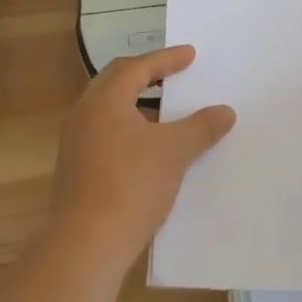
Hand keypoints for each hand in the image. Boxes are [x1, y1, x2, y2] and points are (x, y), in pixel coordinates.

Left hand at [49, 45, 235, 267]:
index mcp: (105, 99)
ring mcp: (75, 143)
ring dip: (138, 103)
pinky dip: (128, 127)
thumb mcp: (175, 152)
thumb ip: (201, 126)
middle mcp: (85, 114)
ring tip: (166, 110)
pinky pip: (105, 132)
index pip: (138, 66)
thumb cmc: (131, 185)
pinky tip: (149, 146)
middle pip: (117, 81)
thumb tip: (226, 111)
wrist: (85, 247)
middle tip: (174, 72)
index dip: (166, 59)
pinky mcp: (75, 169)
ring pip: (109, 108)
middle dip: (148, 74)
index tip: (190, 55)